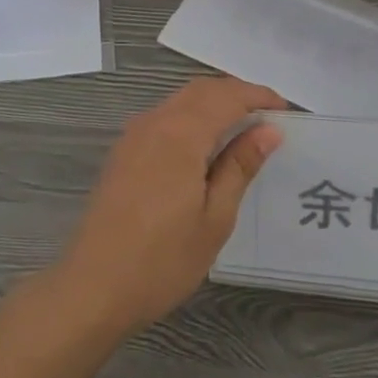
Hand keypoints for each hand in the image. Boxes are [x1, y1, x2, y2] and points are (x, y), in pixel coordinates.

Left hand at [49, 77, 285, 336]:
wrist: (93, 287)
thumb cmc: (162, 259)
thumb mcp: (214, 218)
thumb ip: (240, 166)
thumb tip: (269, 130)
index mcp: (181, 133)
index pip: (226, 96)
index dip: (257, 96)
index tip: (284, 109)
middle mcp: (155, 122)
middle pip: (201, 90)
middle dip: (236, 94)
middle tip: (266, 116)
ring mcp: (134, 135)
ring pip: (180, 100)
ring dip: (212, 103)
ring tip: (241, 128)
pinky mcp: (123, 151)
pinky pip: (164, 116)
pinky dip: (191, 117)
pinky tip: (203, 145)